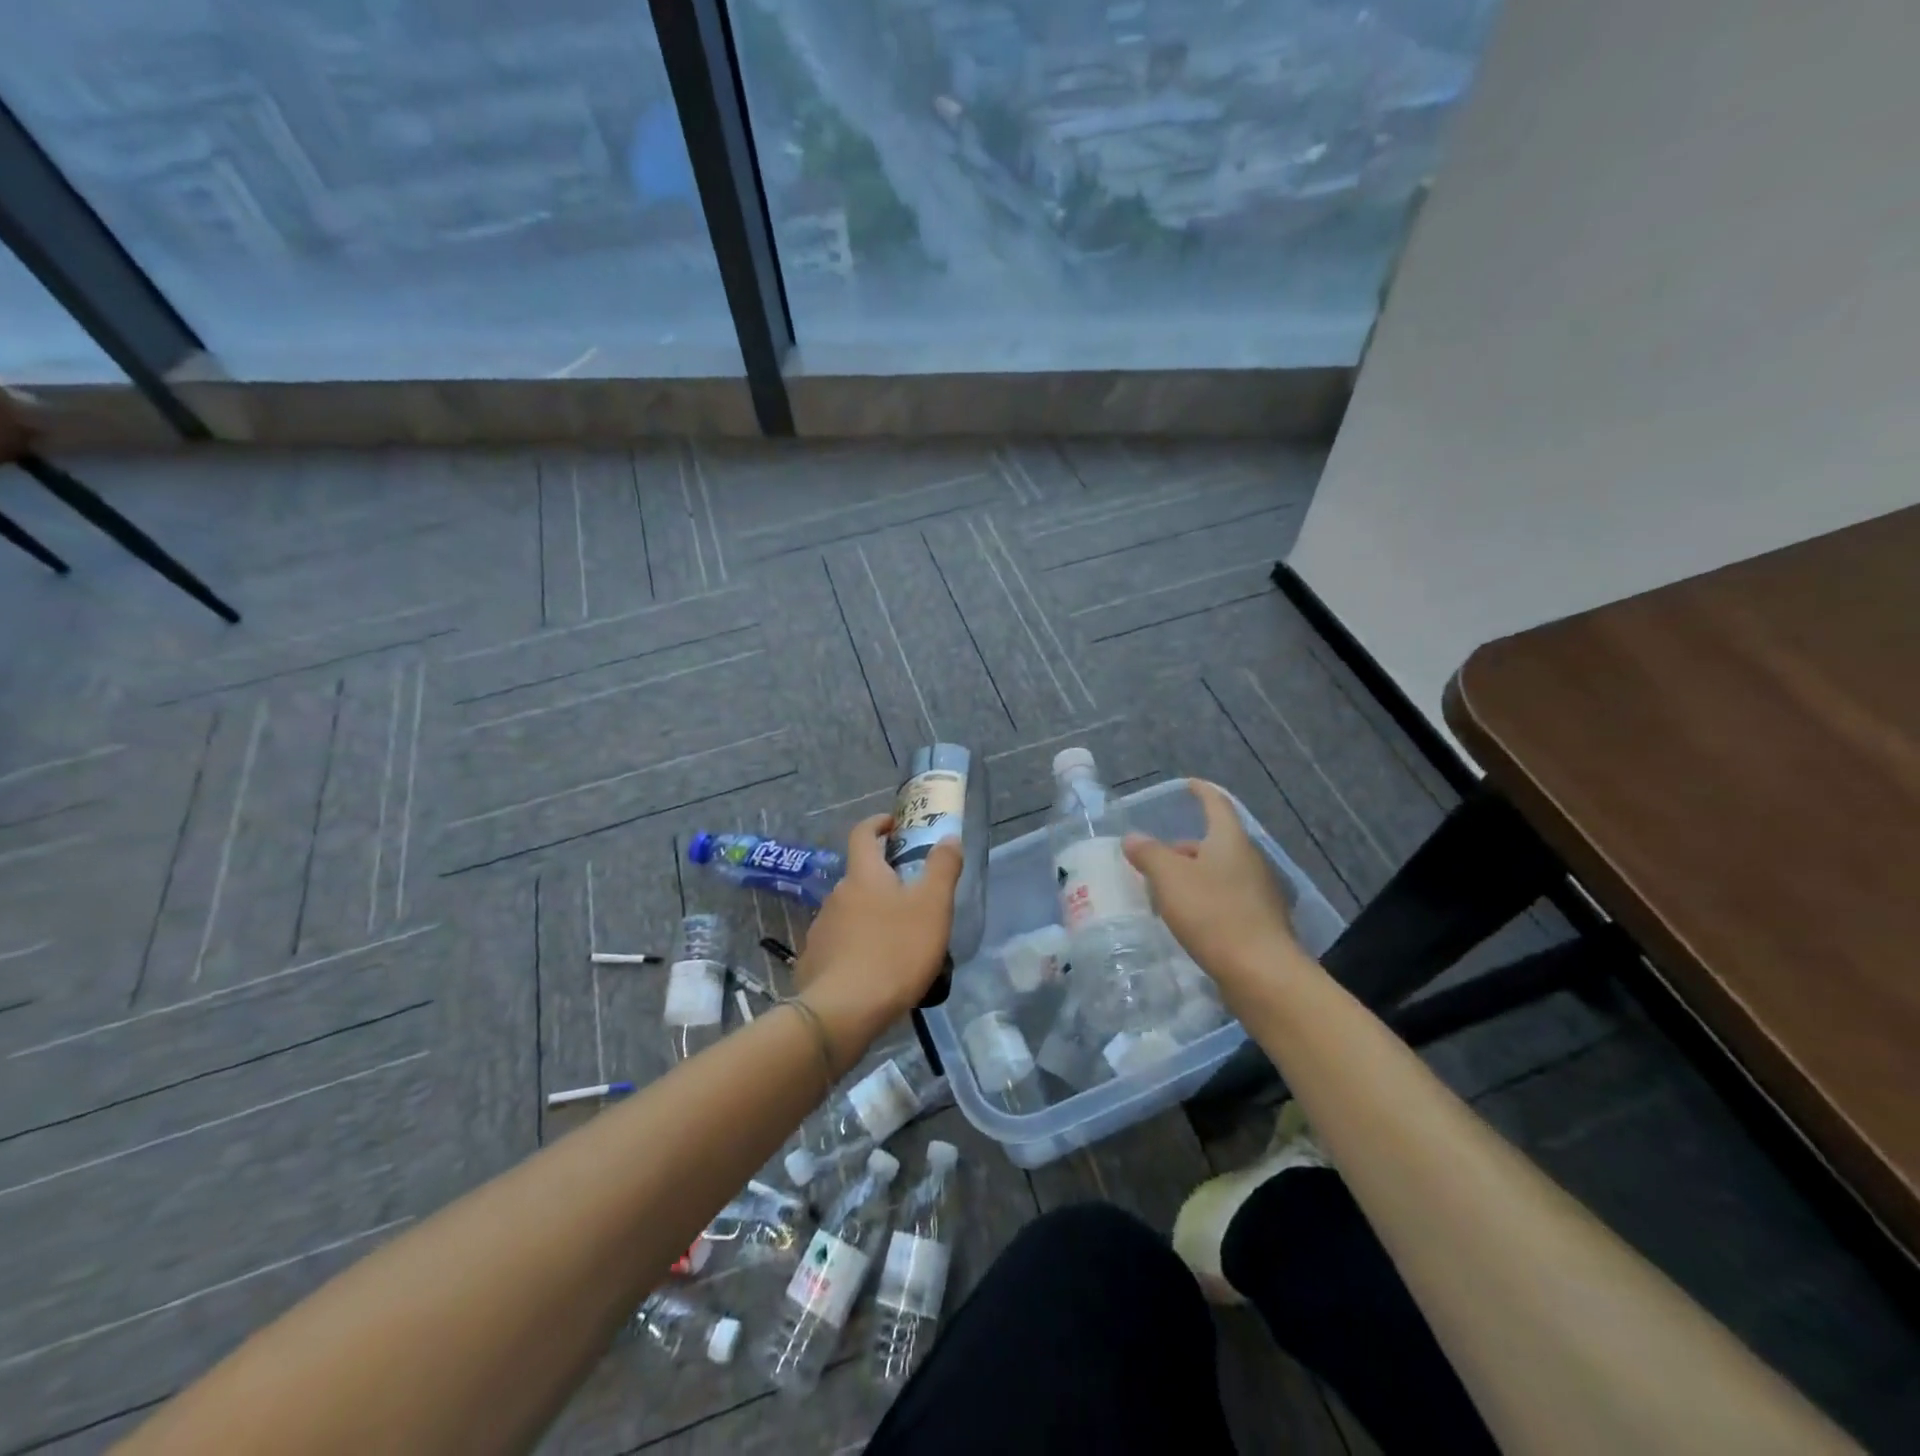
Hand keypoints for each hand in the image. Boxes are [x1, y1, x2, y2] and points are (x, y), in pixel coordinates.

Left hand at [795, 814, 962, 1061]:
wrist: (843, 1011)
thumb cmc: (894, 951)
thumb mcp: (933, 907)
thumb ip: (943, 868)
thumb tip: (948, 837)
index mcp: (863, 875)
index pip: (862, 834)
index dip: (877, 824)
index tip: (894, 824)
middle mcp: (836, 895)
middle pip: (859, 876)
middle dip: (882, 879)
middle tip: (911, 896)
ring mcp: (820, 929)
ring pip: (849, 912)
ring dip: (869, 915)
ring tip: (896, 939)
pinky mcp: (813, 961)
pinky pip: (838, 943)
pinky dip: (855, 946)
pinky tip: (872, 968)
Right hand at [1124, 779, 1301, 991]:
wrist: (1261, 973)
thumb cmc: (1213, 914)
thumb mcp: (1170, 878)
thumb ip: (1149, 853)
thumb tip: (1133, 838)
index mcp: (1231, 840)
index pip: (1217, 804)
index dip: (1201, 792)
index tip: (1189, 784)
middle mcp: (1250, 860)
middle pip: (1216, 842)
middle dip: (1186, 847)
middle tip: (1157, 857)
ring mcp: (1260, 893)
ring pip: (1220, 873)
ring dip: (1194, 876)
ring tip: (1166, 892)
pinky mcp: (1261, 922)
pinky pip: (1227, 899)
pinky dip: (1206, 900)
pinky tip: (1189, 919)